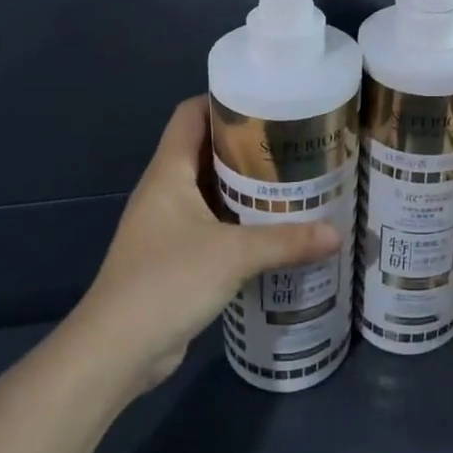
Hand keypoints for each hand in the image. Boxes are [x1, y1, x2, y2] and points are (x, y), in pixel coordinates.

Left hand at [75, 96, 340, 393]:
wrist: (115, 353)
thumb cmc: (166, 282)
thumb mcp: (233, 255)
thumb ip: (286, 241)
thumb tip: (337, 234)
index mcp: (169, 172)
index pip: (190, 114)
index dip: (224, 100)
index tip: (268, 99)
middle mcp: (166, 191)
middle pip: (207, 150)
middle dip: (248, 144)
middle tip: (295, 142)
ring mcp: (169, 226)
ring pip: (212, 190)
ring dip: (247, 186)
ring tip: (294, 180)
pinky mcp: (176, 258)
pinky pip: (214, 224)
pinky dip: (241, 221)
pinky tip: (276, 228)